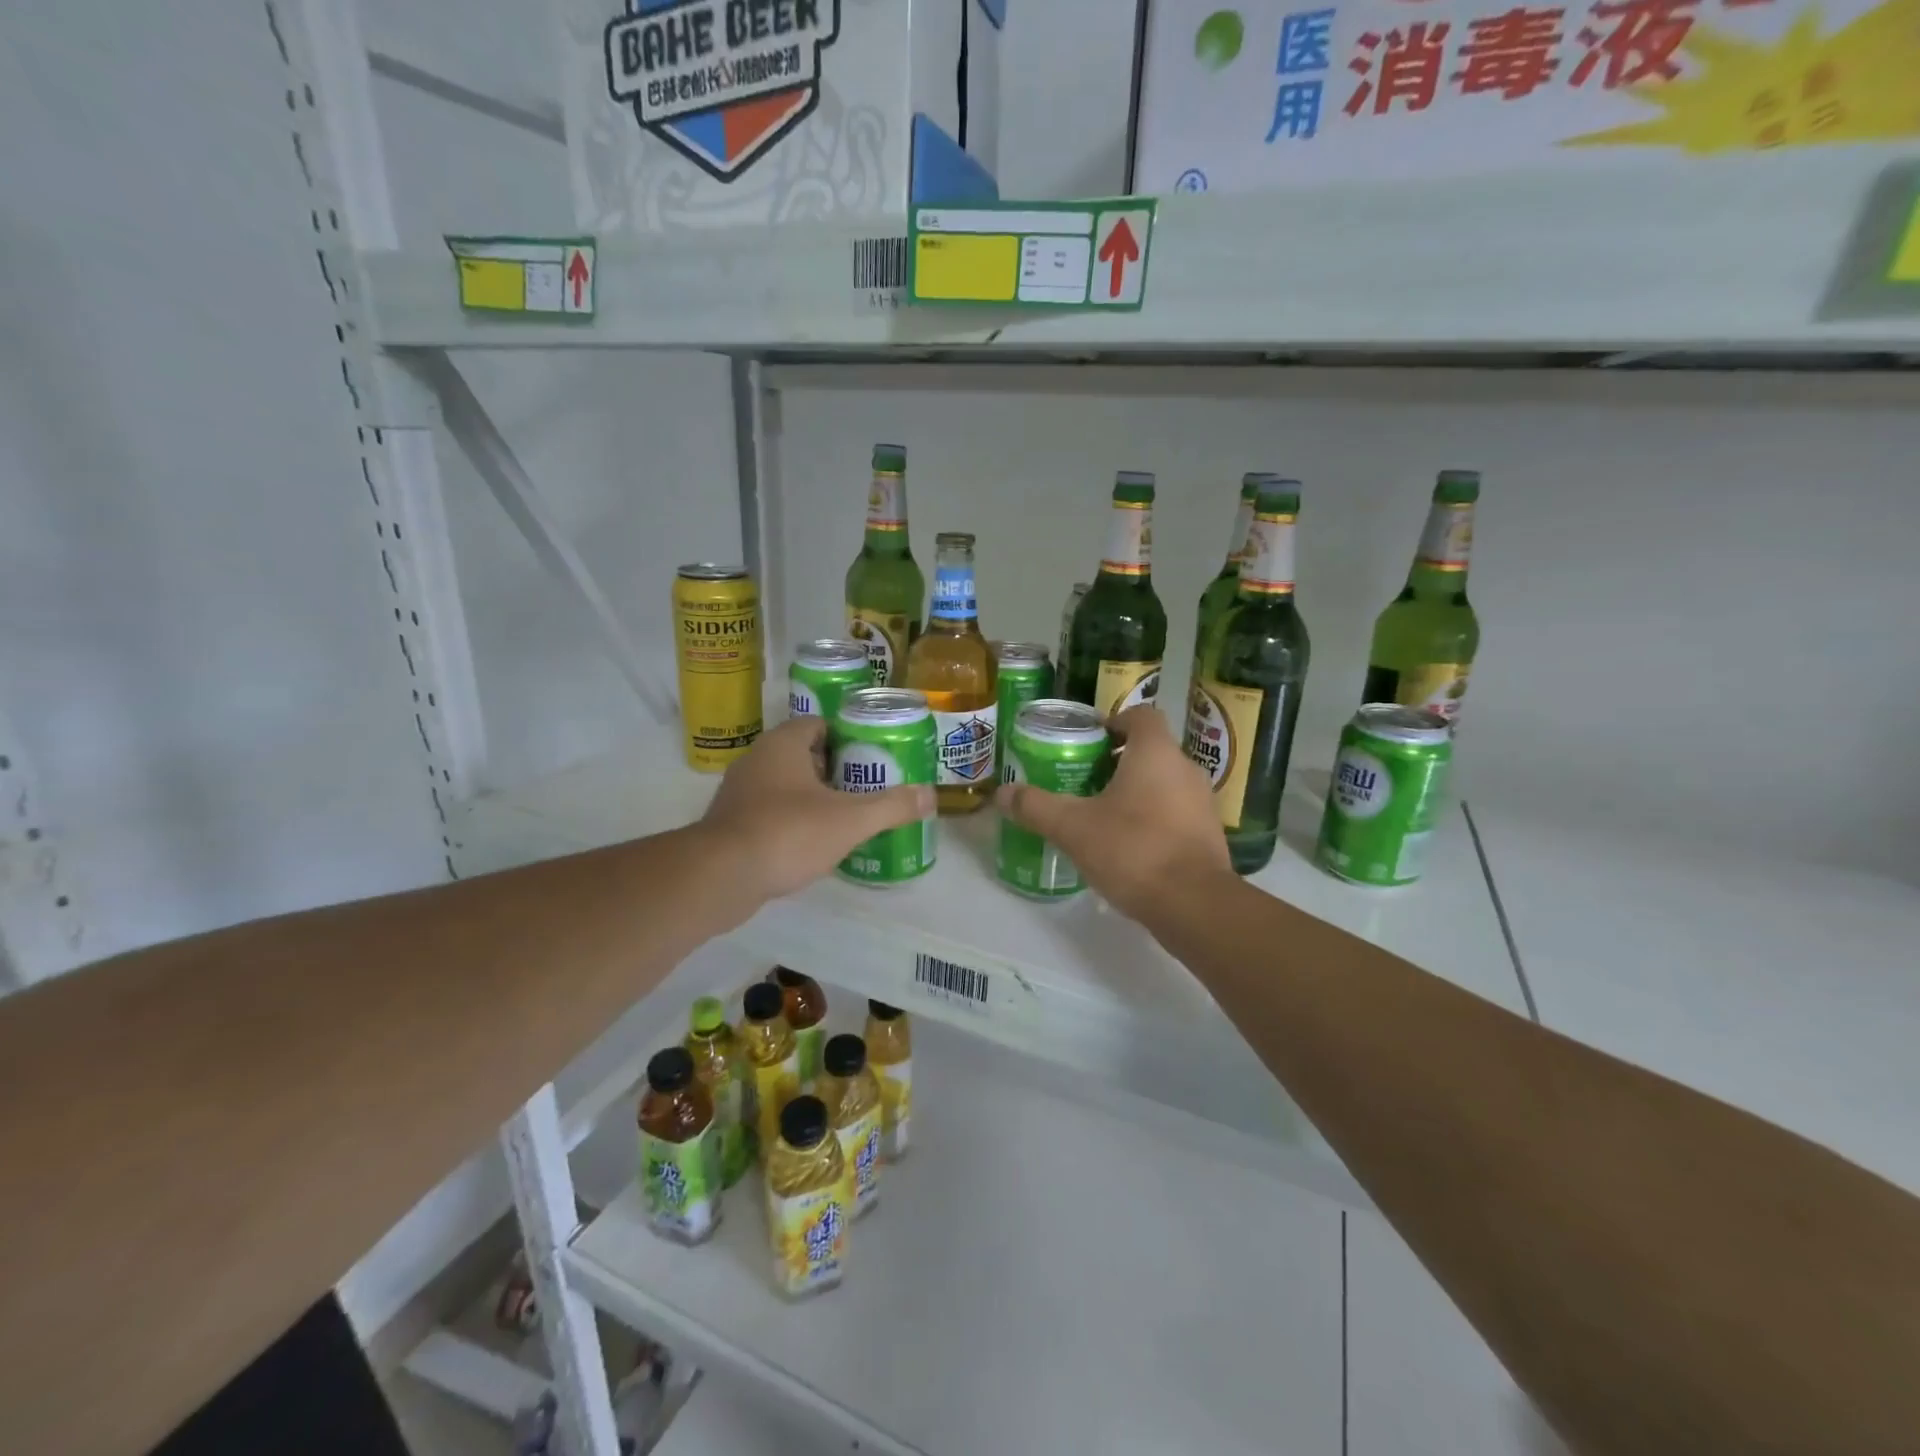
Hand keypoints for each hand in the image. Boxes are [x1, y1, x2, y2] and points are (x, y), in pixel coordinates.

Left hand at [700, 717, 933, 901]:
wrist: (721, 876)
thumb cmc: (788, 833)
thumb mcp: (850, 820)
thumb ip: (891, 806)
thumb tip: (930, 795)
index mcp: (783, 744)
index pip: (818, 724)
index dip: (847, 736)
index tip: (872, 756)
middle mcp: (757, 759)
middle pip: (803, 754)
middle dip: (834, 768)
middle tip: (867, 786)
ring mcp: (739, 792)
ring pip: (785, 784)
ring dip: (812, 795)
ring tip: (846, 815)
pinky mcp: (730, 823)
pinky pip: (769, 811)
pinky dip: (791, 819)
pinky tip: (812, 842)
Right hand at [996, 705, 1230, 921]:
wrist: (1193, 905)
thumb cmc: (1133, 849)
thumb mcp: (1072, 828)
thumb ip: (1035, 806)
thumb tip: (1001, 793)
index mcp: (1155, 753)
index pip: (1140, 715)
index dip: (1114, 722)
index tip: (1088, 740)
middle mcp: (1185, 769)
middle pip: (1150, 750)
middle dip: (1117, 761)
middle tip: (1083, 780)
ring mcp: (1203, 803)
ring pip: (1164, 783)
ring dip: (1136, 791)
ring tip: (1101, 814)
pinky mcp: (1209, 835)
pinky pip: (1176, 813)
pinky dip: (1153, 818)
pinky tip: (1128, 845)